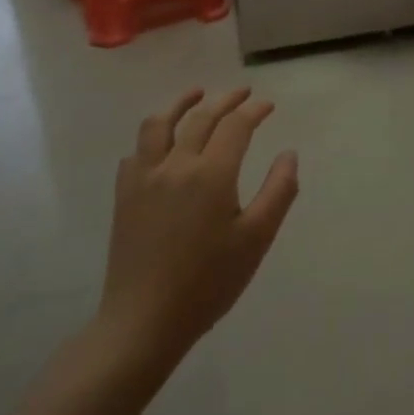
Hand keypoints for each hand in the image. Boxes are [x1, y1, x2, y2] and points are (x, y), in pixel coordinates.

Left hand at [89, 87, 298, 388]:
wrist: (143, 321)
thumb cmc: (208, 282)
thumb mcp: (257, 238)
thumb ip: (279, 191)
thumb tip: (289, 154)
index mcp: (212, 174)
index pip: (236, 125)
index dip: (255, 110)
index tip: (269, 105)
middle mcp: (176, 165)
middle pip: (201, 117)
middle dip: (225, 99)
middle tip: (243, 93)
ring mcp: (144, 179)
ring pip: (158, 124)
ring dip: (180, 104)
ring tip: (196, 94)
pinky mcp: (124, 196)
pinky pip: (136, 152)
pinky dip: (153, 137)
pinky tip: (161, 143)